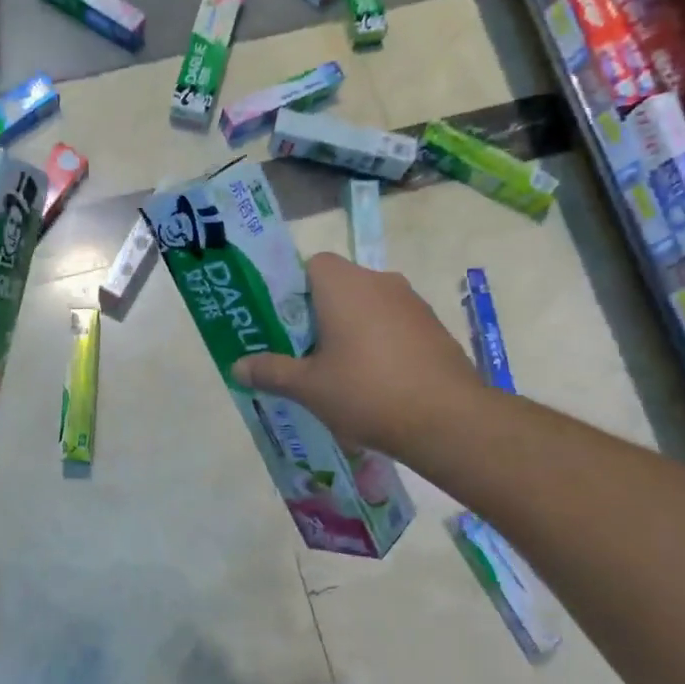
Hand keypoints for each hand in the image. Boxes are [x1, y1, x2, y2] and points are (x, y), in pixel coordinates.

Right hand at [232, 253, 481, 460]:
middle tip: (303, 354)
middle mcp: (379, 281)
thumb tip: (236, 366)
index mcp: (344, 285)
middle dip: (319, 315)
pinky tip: (376, 382)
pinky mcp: (433, 327)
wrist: (448, 419)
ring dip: (351, 330)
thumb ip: (271, 371)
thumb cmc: (367, 392)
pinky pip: (393, 325)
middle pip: (338, 286)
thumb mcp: (308, 387)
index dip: (293, 290)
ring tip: (339, 373)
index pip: (310, 264)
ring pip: (368, 306)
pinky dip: (379, 344)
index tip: (285, 325)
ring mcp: (412, 303)